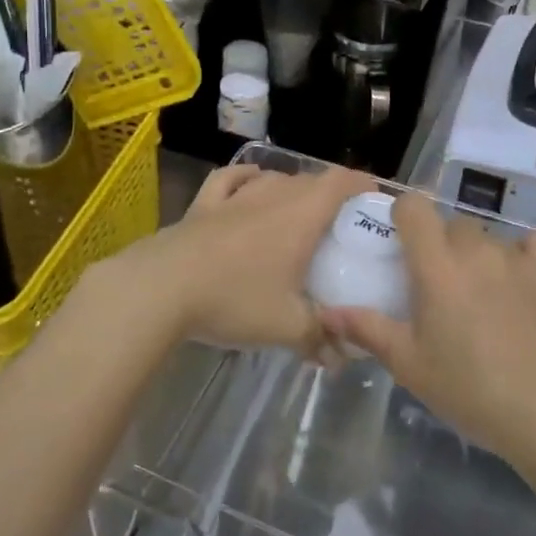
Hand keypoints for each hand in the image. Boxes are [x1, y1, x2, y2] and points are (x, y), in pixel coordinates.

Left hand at [104, 164, 373, 361]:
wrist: (161, 289)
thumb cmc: (234, 299)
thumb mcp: (286, 326)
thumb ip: (319, 338)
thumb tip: (342, 357)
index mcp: (300, 216)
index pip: (340, 183)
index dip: (361, 185)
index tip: (374, 198)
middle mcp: (272, 195)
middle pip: (309, 181)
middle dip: (329, 194)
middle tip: (339, 223)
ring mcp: (234, 197)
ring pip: (273, 179)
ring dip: (291, 188)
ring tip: (298, 208)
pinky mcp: (203, 205)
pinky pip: (230, 180)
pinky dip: (246, 178)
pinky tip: (250, 183)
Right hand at [321, 193, 535, 470]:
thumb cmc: (470, 391)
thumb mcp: (410, 365)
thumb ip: (367, 329)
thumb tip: (327, 313)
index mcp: (437, 267)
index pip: (414, 206)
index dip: (405, 215)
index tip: (403, 242)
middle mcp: (477, 249)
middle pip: (452, 225)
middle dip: (442, 245)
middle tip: (443, 287)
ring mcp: (519, 257)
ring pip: (489, 238)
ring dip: (479, 257)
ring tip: (485, 298)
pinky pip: (531, 245)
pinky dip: (521, 257)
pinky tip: (521, 287)